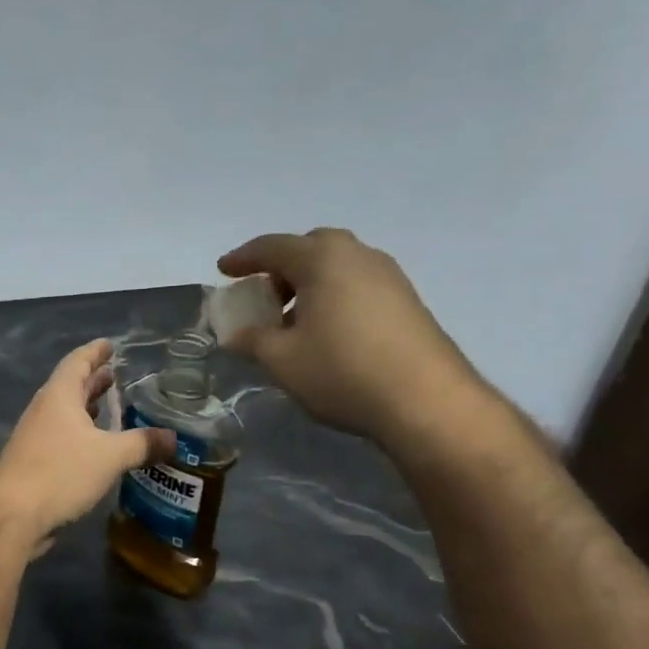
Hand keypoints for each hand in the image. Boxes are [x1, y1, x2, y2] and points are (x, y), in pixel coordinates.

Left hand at [0, 339, 177, 538]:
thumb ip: (142, 444)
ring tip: (110, 406)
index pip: (77, 362)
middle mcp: (44, 411)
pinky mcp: (34, 462)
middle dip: (92, 380)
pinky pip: (62, 437)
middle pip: (69, 386)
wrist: (12, 516)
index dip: (94, 352)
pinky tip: (97, 446)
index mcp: (58, 397)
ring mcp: (35, 437)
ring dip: (86, 408)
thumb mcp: (109, 456)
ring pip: (65, 414)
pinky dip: (81, 433)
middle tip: (115, 375)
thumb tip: (173, 438)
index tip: (110, 345)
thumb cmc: (60, 473)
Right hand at [217, 229, 488, 445]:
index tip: (223, 270)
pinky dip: (333, 296)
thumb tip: (238, 334)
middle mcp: (358, 256)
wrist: (425, 401)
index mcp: (322, 259)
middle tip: (263, 296)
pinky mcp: (407, 301)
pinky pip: (357, 285)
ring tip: (291, 320)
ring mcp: (389, 277)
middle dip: (281, 267)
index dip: (243, 258)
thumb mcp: (282, 359)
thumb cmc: (341, 371)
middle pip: (310, 248)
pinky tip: (325, 333)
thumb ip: (253, 339)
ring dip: (308, 284)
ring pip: (337, 266)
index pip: (272, 247)